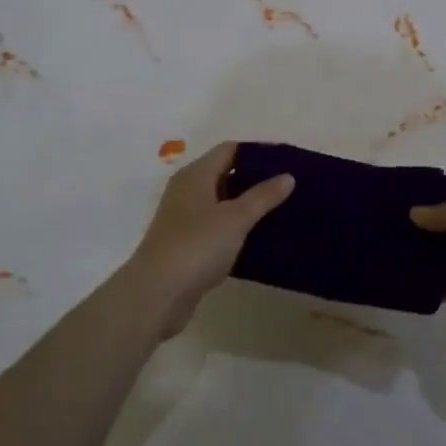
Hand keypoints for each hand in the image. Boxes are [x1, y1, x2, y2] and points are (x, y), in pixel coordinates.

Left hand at [123, 141, 294, 336]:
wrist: (156, 295)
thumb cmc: (196, 246)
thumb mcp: (235, 218)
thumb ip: (262, 196)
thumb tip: (287, 176)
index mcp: (196, 175)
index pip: (229, 150)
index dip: (257, 152)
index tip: (286, 160)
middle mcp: (187, 191)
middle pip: (225, 174)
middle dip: (255, 178)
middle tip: (288, 186)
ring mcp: (185, 218)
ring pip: (222, 202)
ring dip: (247, 205)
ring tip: (280, 210)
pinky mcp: (187, 244)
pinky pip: (217, 226)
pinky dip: (237, 227)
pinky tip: (258, 237)